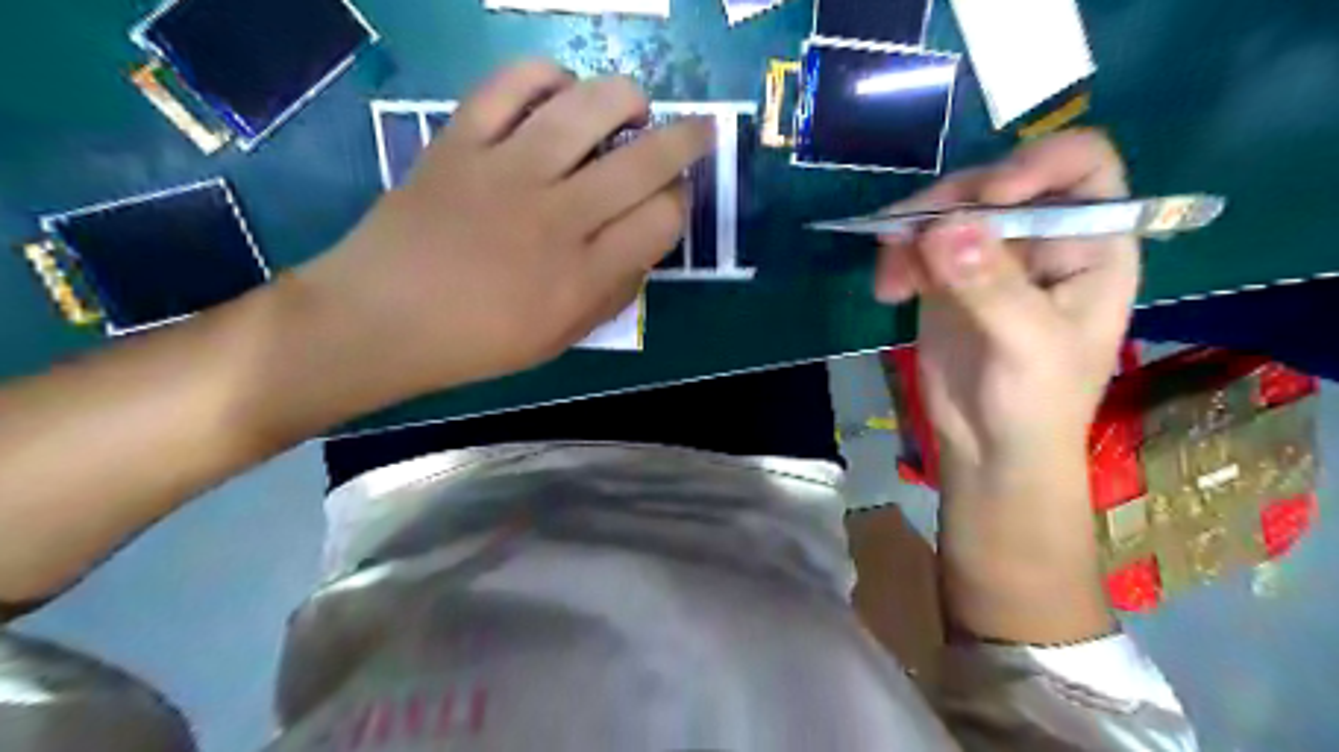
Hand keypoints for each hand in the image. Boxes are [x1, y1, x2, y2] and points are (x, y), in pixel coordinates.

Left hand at [301, 58, 711, 402]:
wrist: (381, 319)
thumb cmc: (477, 342)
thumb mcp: (561, 339)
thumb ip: (612, 294)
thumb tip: (645, 248)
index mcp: (583, 276)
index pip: (663, 220)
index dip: (682, 203)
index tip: (675, 200)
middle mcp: (556, 217)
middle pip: (644, 161)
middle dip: (687, 140)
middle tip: (699, 131)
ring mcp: (506, 172)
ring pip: (586, 109)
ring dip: (626, 98)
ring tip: (633, 107)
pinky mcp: (460, 141)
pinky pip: (510, 85)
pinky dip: (545, 76)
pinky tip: (560, 90)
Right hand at [882, 129, 1138, 493]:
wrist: (989, 449)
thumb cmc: (1037, 403)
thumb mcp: (1028, 345)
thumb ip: (991, 285)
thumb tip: (944, 226)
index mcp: (1090, 244)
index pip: (1080, 165)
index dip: (1037, 164)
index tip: (989, 198)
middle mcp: (1040, 239)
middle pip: (995, 181)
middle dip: (951, 203)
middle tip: (913, 237)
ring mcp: (988, 256)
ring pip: (946, 210)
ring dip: (911, 232)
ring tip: (892, 278)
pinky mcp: (945, 277)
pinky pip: (915, 245)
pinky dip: (895, 258)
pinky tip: (889, 293)